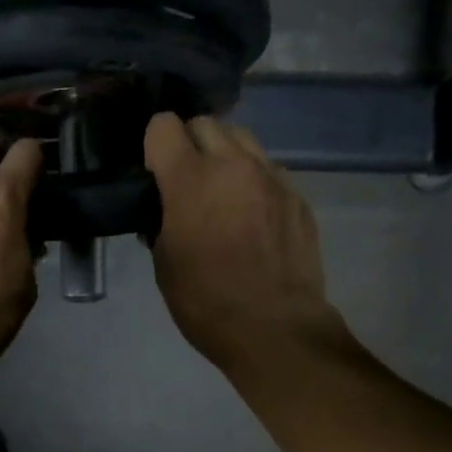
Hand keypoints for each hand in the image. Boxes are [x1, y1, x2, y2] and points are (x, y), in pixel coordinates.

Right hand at [145, 113, 348, 370]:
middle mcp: (233, 165)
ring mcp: (271, 177)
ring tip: (221, 192)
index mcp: (190, 180)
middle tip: (186, 180)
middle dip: (190, 143)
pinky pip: (268, 170)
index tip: (154, 171)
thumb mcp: (164, 264)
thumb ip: (161, 222)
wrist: (273, 328)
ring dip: (225, 156)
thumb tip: (163, 210)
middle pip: (206, 124)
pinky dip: (253, 181)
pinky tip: (251, 217)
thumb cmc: (206, 302)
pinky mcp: (297, 196)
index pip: (164, 125)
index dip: (154, 144)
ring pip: (243, 139)